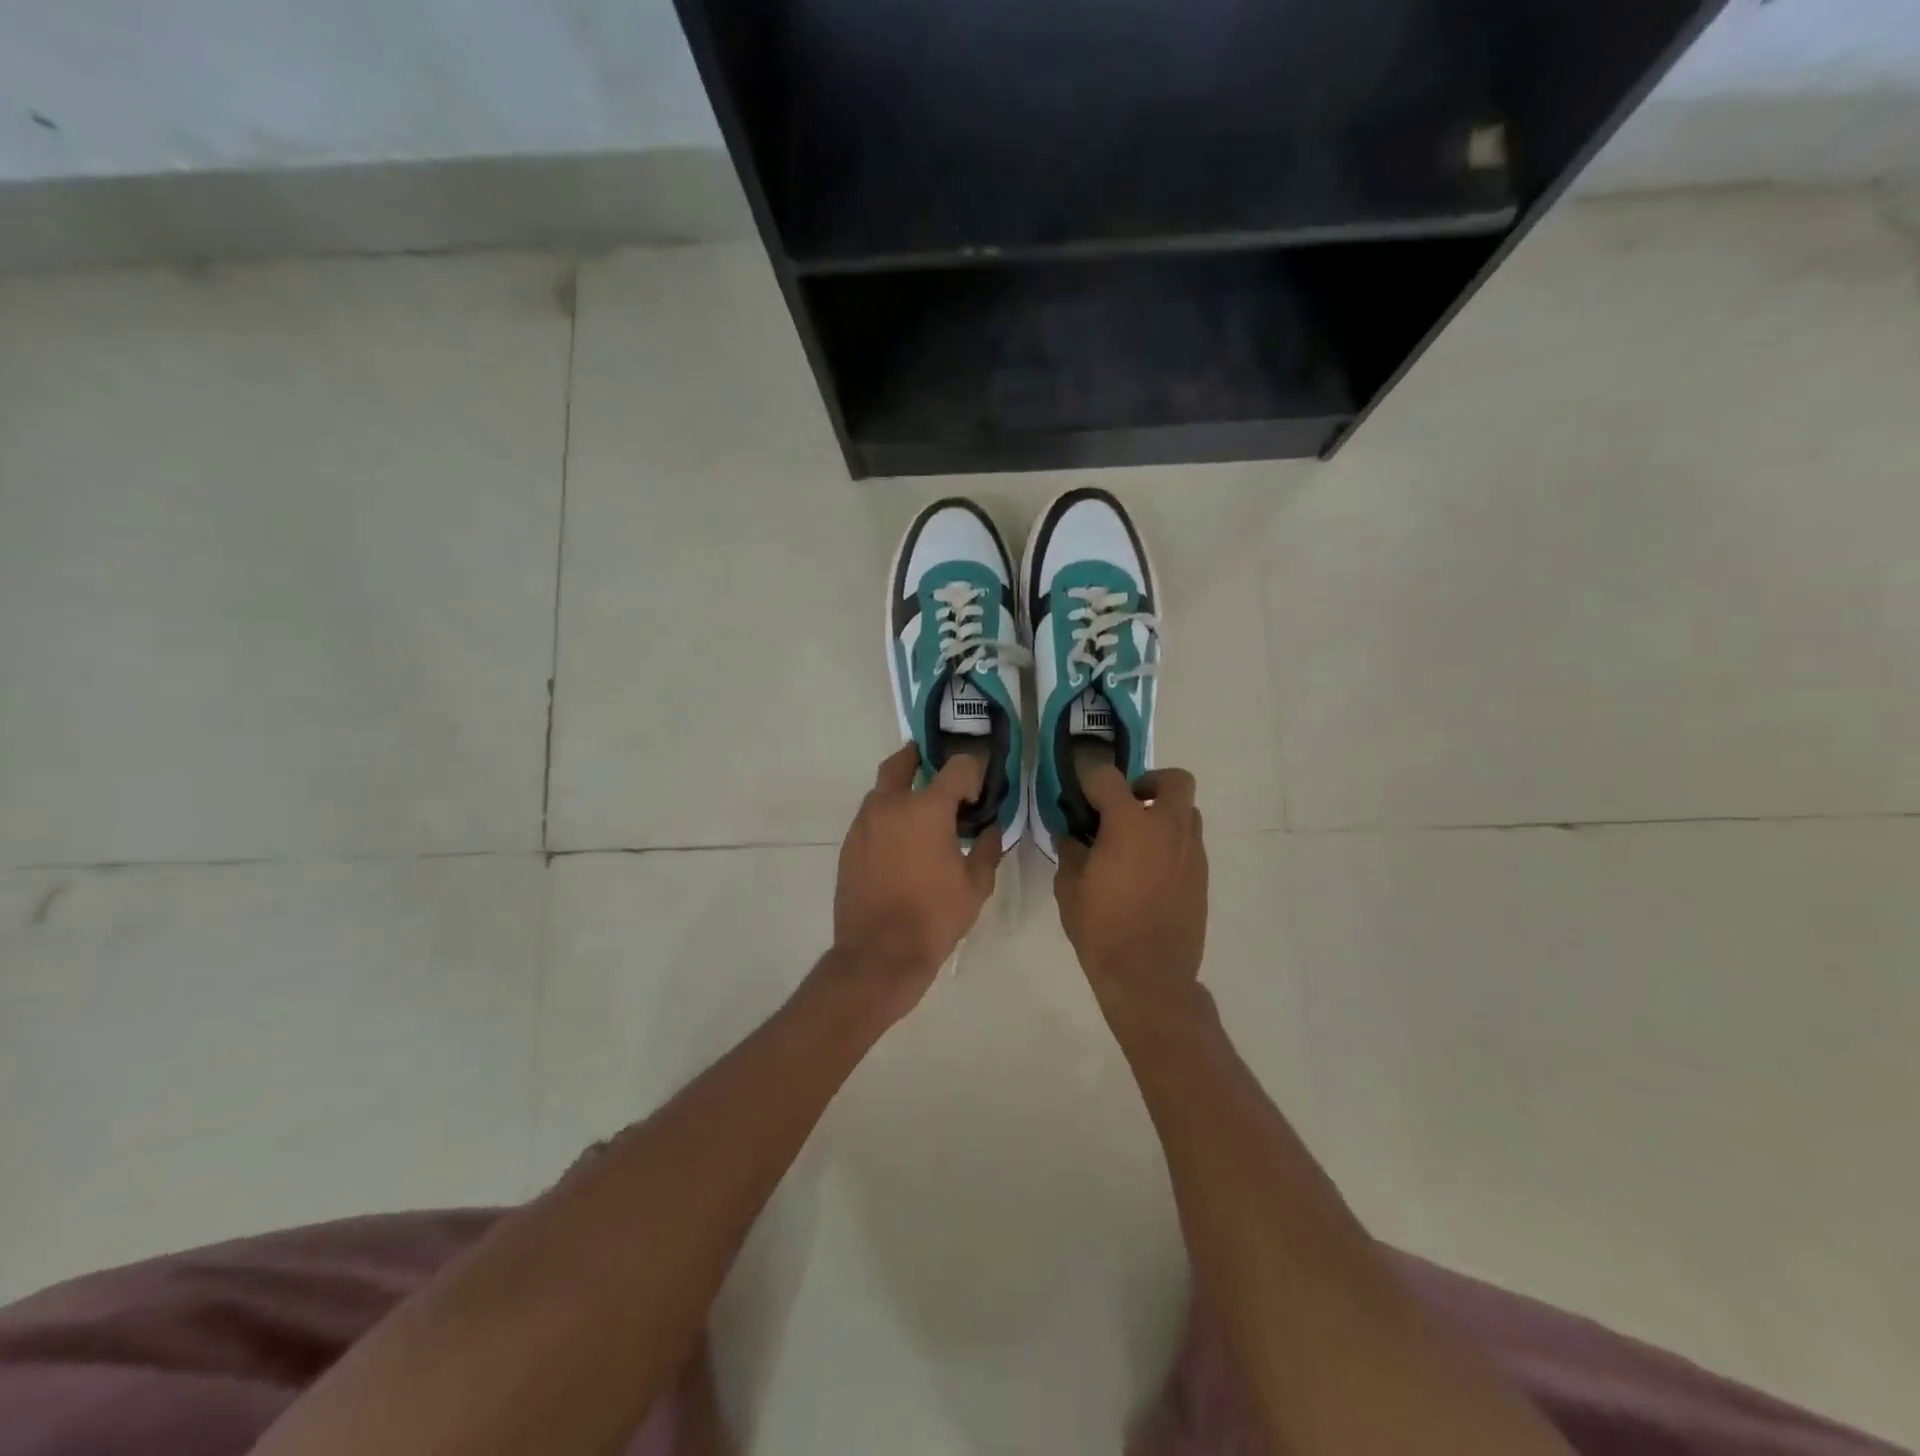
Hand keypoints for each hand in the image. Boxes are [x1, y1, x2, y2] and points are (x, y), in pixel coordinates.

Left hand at [830, 744, 1003, 1020]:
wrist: (879, 954)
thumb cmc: (934, 916)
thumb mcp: (976, 885)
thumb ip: (988, 848)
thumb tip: (992, 828)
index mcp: (927, 808)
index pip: (957, 767)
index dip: (972, 772)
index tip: (978, 792)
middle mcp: (890, 804)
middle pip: (902, 762)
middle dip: (921, 758)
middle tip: (937, 768)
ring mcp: (864, 823)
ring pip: (882, 790)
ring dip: (902, 790)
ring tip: (921, 812)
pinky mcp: (849, 844)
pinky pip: (870, 817)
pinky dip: (887, 817)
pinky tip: (901, 842)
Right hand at [1055, 766, 1207, 1023]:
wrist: (1149, 975)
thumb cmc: (1102, 929)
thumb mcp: (1069, 888)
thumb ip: (1070, 851)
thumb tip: (1073, 835)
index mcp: (1130, 824)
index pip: (1108, 777)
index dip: (1090, 780)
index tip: (1080, 795)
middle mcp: (1167, 828)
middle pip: (1174, 780)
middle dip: (1149, 783)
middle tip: (1126, 805)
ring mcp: (1191, 851)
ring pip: (1186, 811)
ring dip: (1163, 814)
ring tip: (1138, 841)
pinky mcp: (1202, 875)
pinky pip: (1189, 842)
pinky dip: (1171, 843)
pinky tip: (1149, 871)